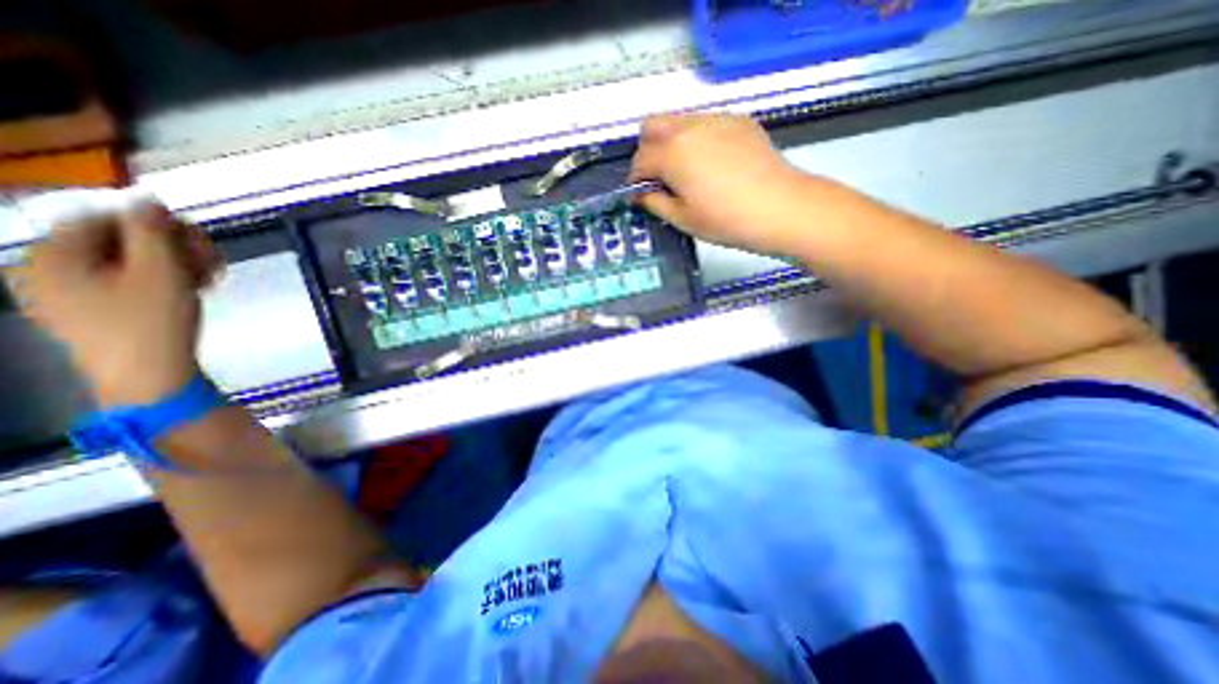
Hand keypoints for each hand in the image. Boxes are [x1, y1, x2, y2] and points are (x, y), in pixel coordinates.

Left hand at [11, 204, 224, 405]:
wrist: (150, 376)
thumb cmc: (153, 322)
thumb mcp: (160, 272)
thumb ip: (153, 232)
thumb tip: (147, 198)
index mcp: (54, 256)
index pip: (104, 219)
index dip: (157, 225)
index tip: (200, 243)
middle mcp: (49, 269)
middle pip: (117, 240)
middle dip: (172, 247)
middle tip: (212, 264)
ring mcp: (69, 292)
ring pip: (129, 261)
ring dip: (176, 264)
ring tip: (208, 280)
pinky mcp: (93, 310)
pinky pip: (127, 281)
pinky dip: (163, 280)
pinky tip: (191, 291)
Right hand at [627, 111, 818, 254]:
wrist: (780, 208)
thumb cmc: (726, 220)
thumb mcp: (682, 218)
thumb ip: (654, 202)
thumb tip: (641, 194)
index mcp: (672, 153)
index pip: (639, 159)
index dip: (634, 179)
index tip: (639, 194)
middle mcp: (690, 127)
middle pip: (652, 126)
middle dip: (646, 151)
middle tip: (658, 178)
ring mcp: (717, 120)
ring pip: (679, 121)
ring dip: (670, 142)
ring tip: (685, 172)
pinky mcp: (739, 121)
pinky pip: (705, 123)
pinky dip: (697, 139)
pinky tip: (711, 164)